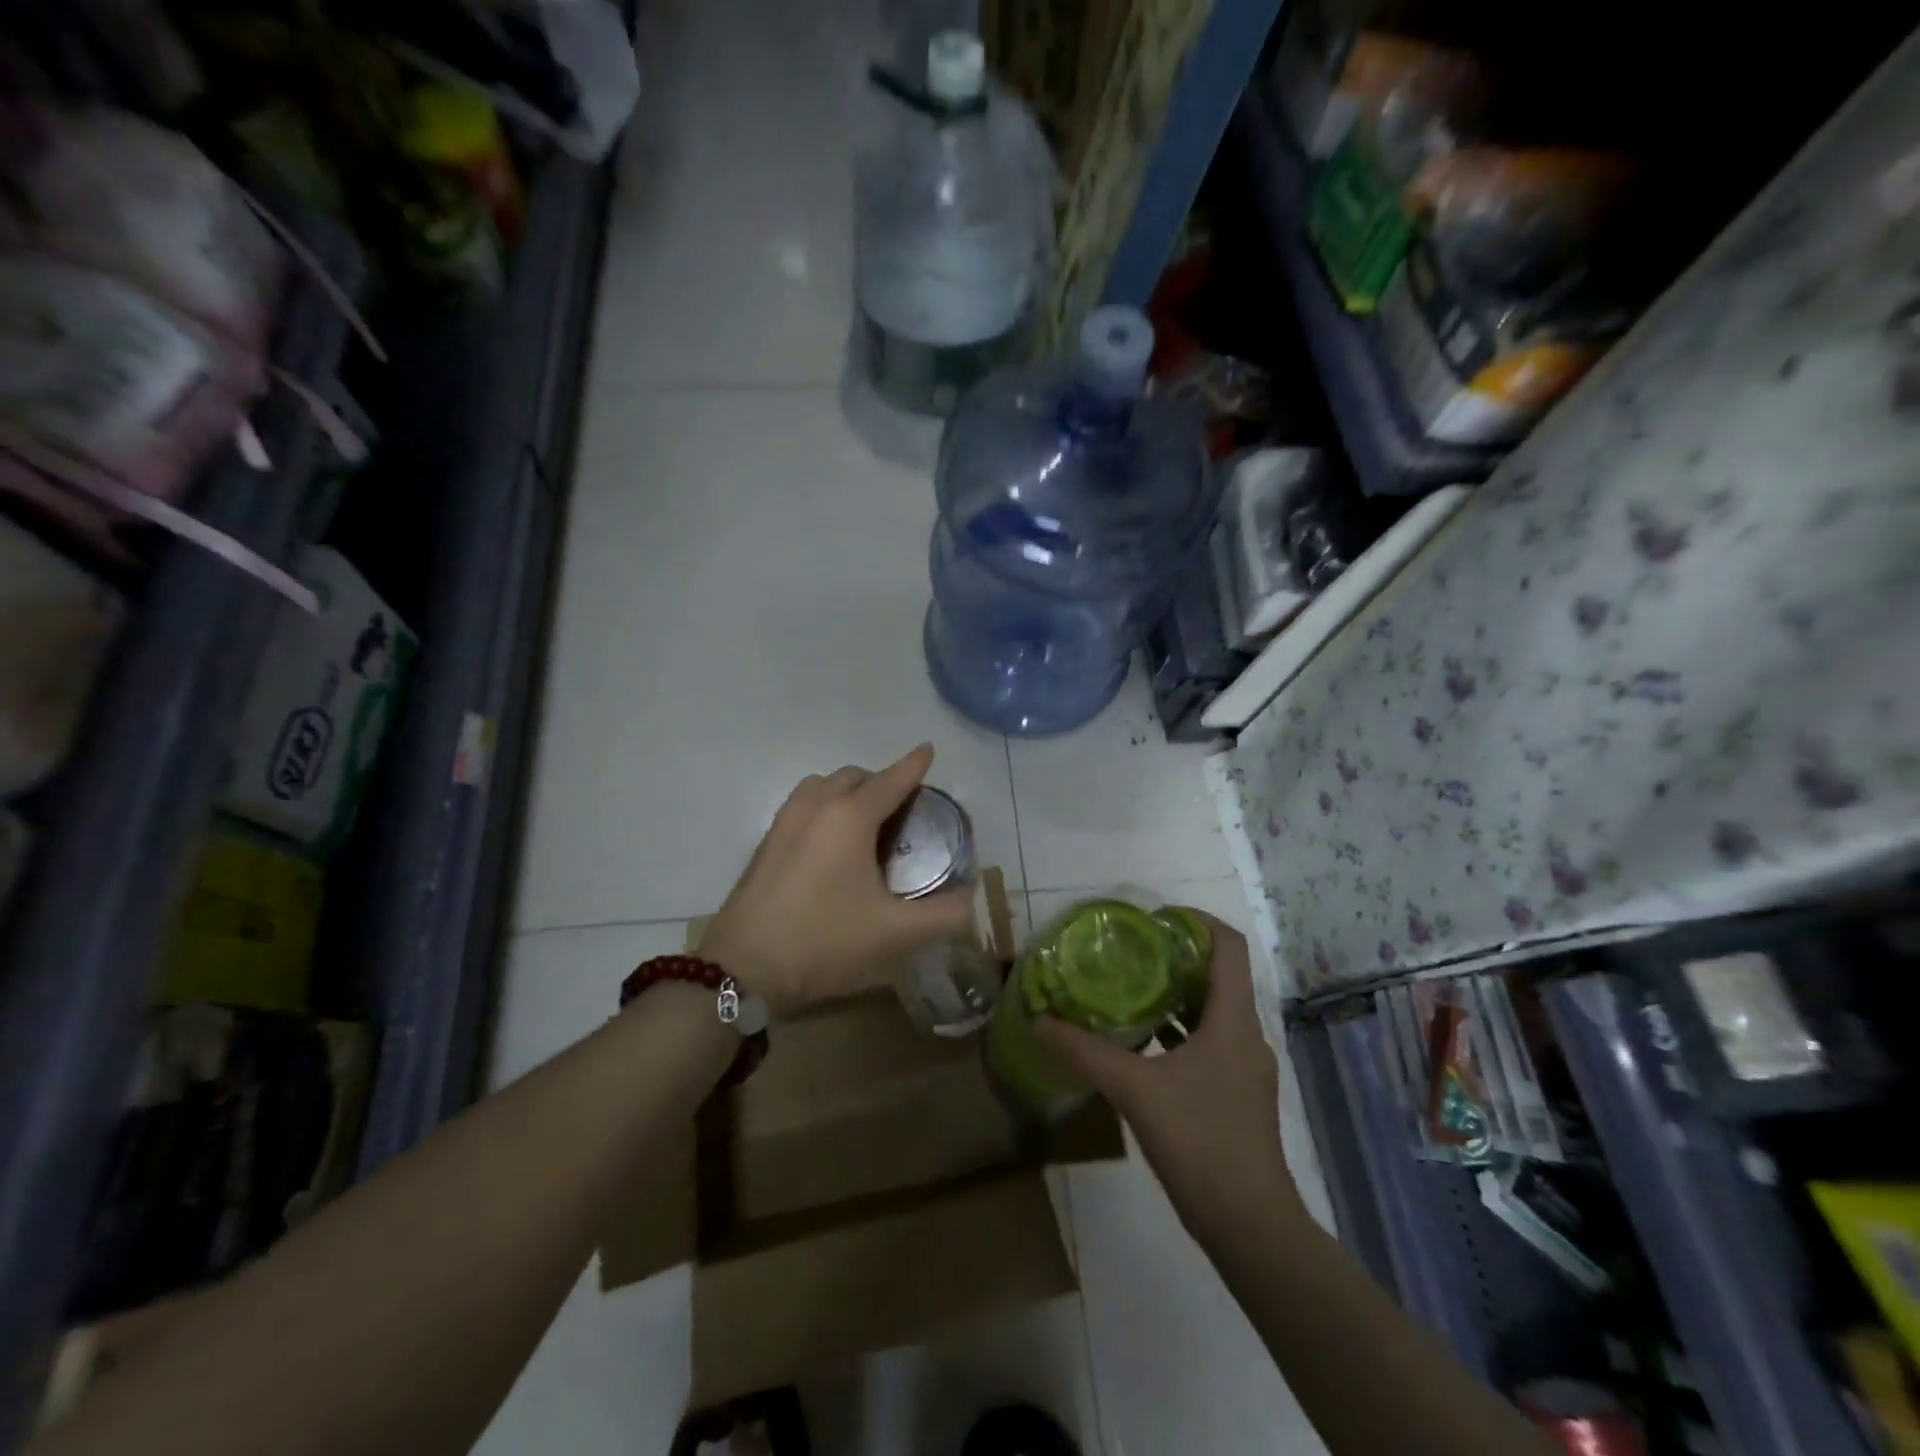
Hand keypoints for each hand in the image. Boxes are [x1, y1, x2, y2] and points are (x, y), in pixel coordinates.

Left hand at [697, 745, 974, 1013]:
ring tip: (865, 822)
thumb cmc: (823, 942)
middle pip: (855, 776)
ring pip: (823, 785)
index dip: (914, 765)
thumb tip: (970, 902)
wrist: (743, 968)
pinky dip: (825, 805)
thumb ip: (943, 915)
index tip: (929, 750)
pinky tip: (830, 843)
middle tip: (903, 810)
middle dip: (882, 781)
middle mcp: (816, 806)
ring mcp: (785, 821)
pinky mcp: (766, 841)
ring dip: (848, 790)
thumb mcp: (895, 934)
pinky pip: (803, 803)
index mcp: (850, 818)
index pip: (891, 780)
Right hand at [1036, 917, 1304, 1242]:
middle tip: (1129, 951)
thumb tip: (1040, 1021)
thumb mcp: (1135, 1091)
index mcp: (1233, 1021)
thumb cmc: (1200, 1143)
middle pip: (1218, 975)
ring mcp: (1246, 1066)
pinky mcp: (1238, 1093)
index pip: (1229, 947)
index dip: (1197, 921)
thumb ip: (1086, 1052)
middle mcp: (1246, 1035)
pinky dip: (1179, 1030)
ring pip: (1213, 1011)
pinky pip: (1209, 1041)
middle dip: (1176, 957)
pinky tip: (1143, 1042)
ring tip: (1129, 988)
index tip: (1155, 919)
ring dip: (1175, 995)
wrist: (1250, 1226)